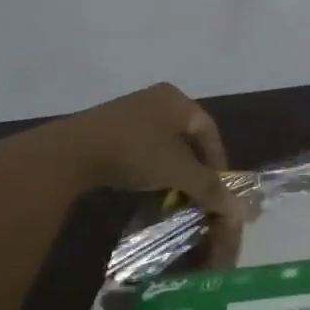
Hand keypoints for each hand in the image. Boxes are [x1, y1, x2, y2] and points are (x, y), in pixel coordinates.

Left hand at [0, 82, 240, 216]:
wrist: (70, 152)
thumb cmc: (135, 152)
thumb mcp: (179, 171)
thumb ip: (210, 188)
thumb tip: (240, 211)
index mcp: (177, 100)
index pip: (209, 130)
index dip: (218, 161)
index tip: (219, 188)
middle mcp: (156, 99)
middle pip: (187, 137)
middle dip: (195, 167)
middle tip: (198, 192)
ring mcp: (129, 111)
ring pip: (163, 143)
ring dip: (172, 169)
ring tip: (174, 193)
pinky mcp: (106, 127)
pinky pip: (140, 147)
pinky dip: (150, 166)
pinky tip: (146, 185)